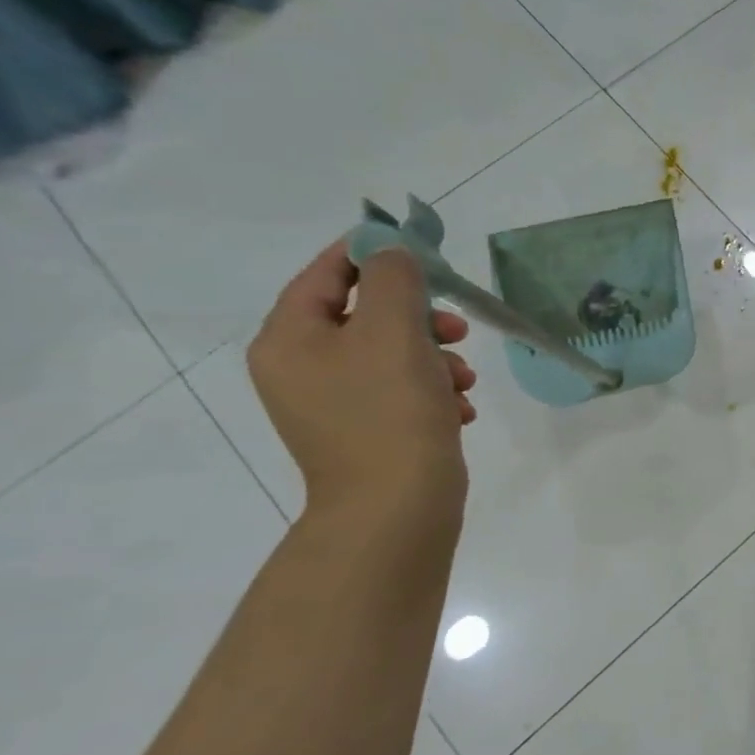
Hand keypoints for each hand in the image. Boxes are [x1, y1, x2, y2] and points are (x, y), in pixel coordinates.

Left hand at [248, 240, 476, 517]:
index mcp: (290, 340)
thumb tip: (392, 251)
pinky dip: (433, 390)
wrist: (396, 505)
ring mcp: (332, 402)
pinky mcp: (365, 429)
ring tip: (464, 380)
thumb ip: (393, 278)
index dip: (371, 253)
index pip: (326, 274)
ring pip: (392, 353)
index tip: (421, 249)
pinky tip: (458, 408)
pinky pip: (401, 389)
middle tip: (456, 328)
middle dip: (420, 317)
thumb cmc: (390, 410)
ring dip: (436, 357)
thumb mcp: (394, 330)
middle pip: (366, 315)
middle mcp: (301, 368)